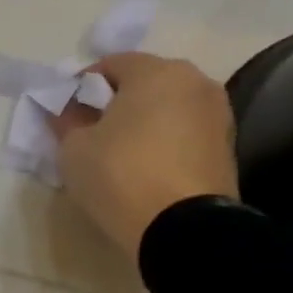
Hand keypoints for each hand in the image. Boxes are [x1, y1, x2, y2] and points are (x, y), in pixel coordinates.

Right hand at [49, 52, 239, 260]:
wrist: (182, 228)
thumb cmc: (121, 175)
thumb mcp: (74, 149)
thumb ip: (67, 120)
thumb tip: (66, 109)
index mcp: (156, 71)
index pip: (110, 64)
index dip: (82, 86)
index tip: (67, 112)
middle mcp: (194, 81)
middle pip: (145, 82)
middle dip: (117, 100)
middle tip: (91, 130)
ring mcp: (217, 114)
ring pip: (168, 107)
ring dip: (143, 120)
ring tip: (119, 151)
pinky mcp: (226, 146)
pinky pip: (184, 132)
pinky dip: (164, 140)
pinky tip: (145, 166)